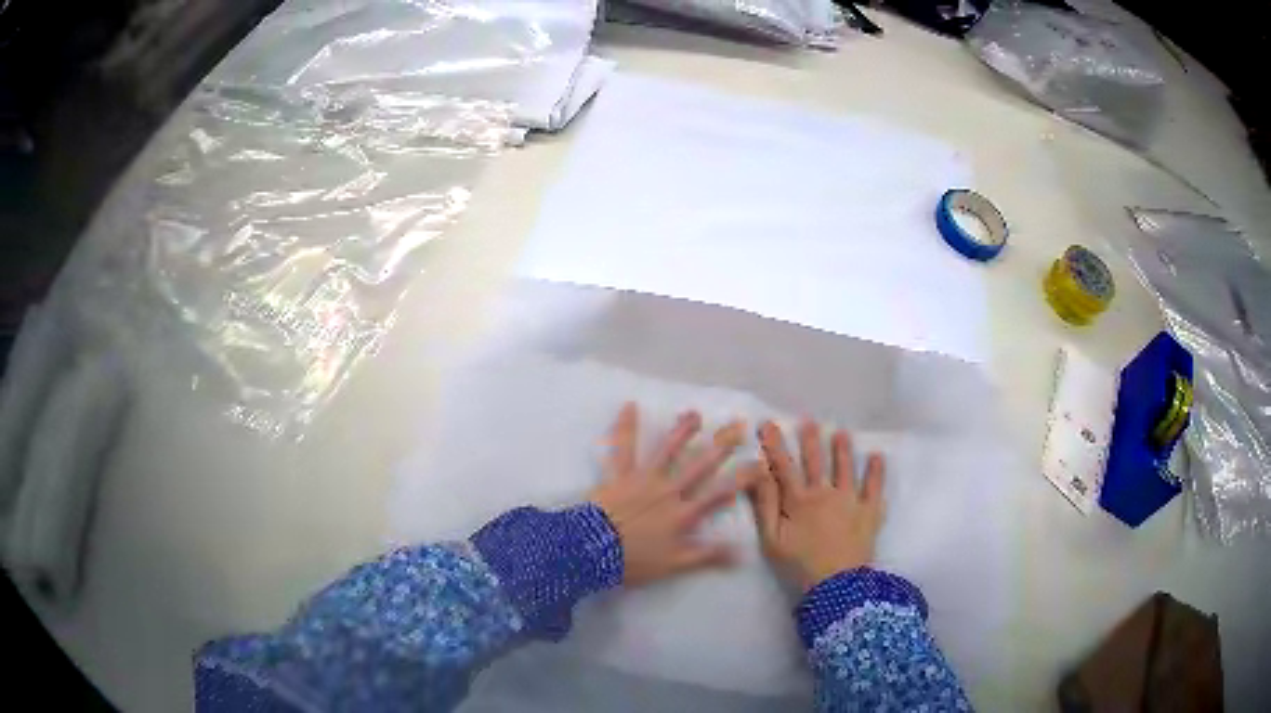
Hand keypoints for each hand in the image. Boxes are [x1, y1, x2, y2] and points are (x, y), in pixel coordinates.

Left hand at [589, 403, 753, 587]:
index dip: (741, 478)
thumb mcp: (675, 564)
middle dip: (721, 446)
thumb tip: (742, 553)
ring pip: (667, 451)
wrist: (594, 550)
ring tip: (695, 414)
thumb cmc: (635, 560)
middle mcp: (668, 491)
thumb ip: (708, 555)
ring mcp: (644, 479)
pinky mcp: (619, 474)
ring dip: (682, 432)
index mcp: (683, 514)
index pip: (719, 494)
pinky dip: (625, 428)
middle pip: (699, 466)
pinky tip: (629, 406)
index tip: (760, 462)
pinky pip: (622, 448)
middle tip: (738, 426)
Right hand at [746, 420, 885, 591]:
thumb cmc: (799, 564)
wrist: (836, 585)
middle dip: (810, 440)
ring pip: (845, 468)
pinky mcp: (870, 511)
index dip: (775, 445)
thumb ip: (765, 505)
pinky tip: (877, 457)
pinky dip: (876, 471)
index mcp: (799, 501)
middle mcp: (825, 493)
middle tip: (808, 421)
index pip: (784, 467)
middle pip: (816, 462)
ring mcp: (850, 500)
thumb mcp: (772, 540)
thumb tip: (757, 474)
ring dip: (842, 449)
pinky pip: (875, 487)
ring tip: (841, 433)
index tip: (768, 425)